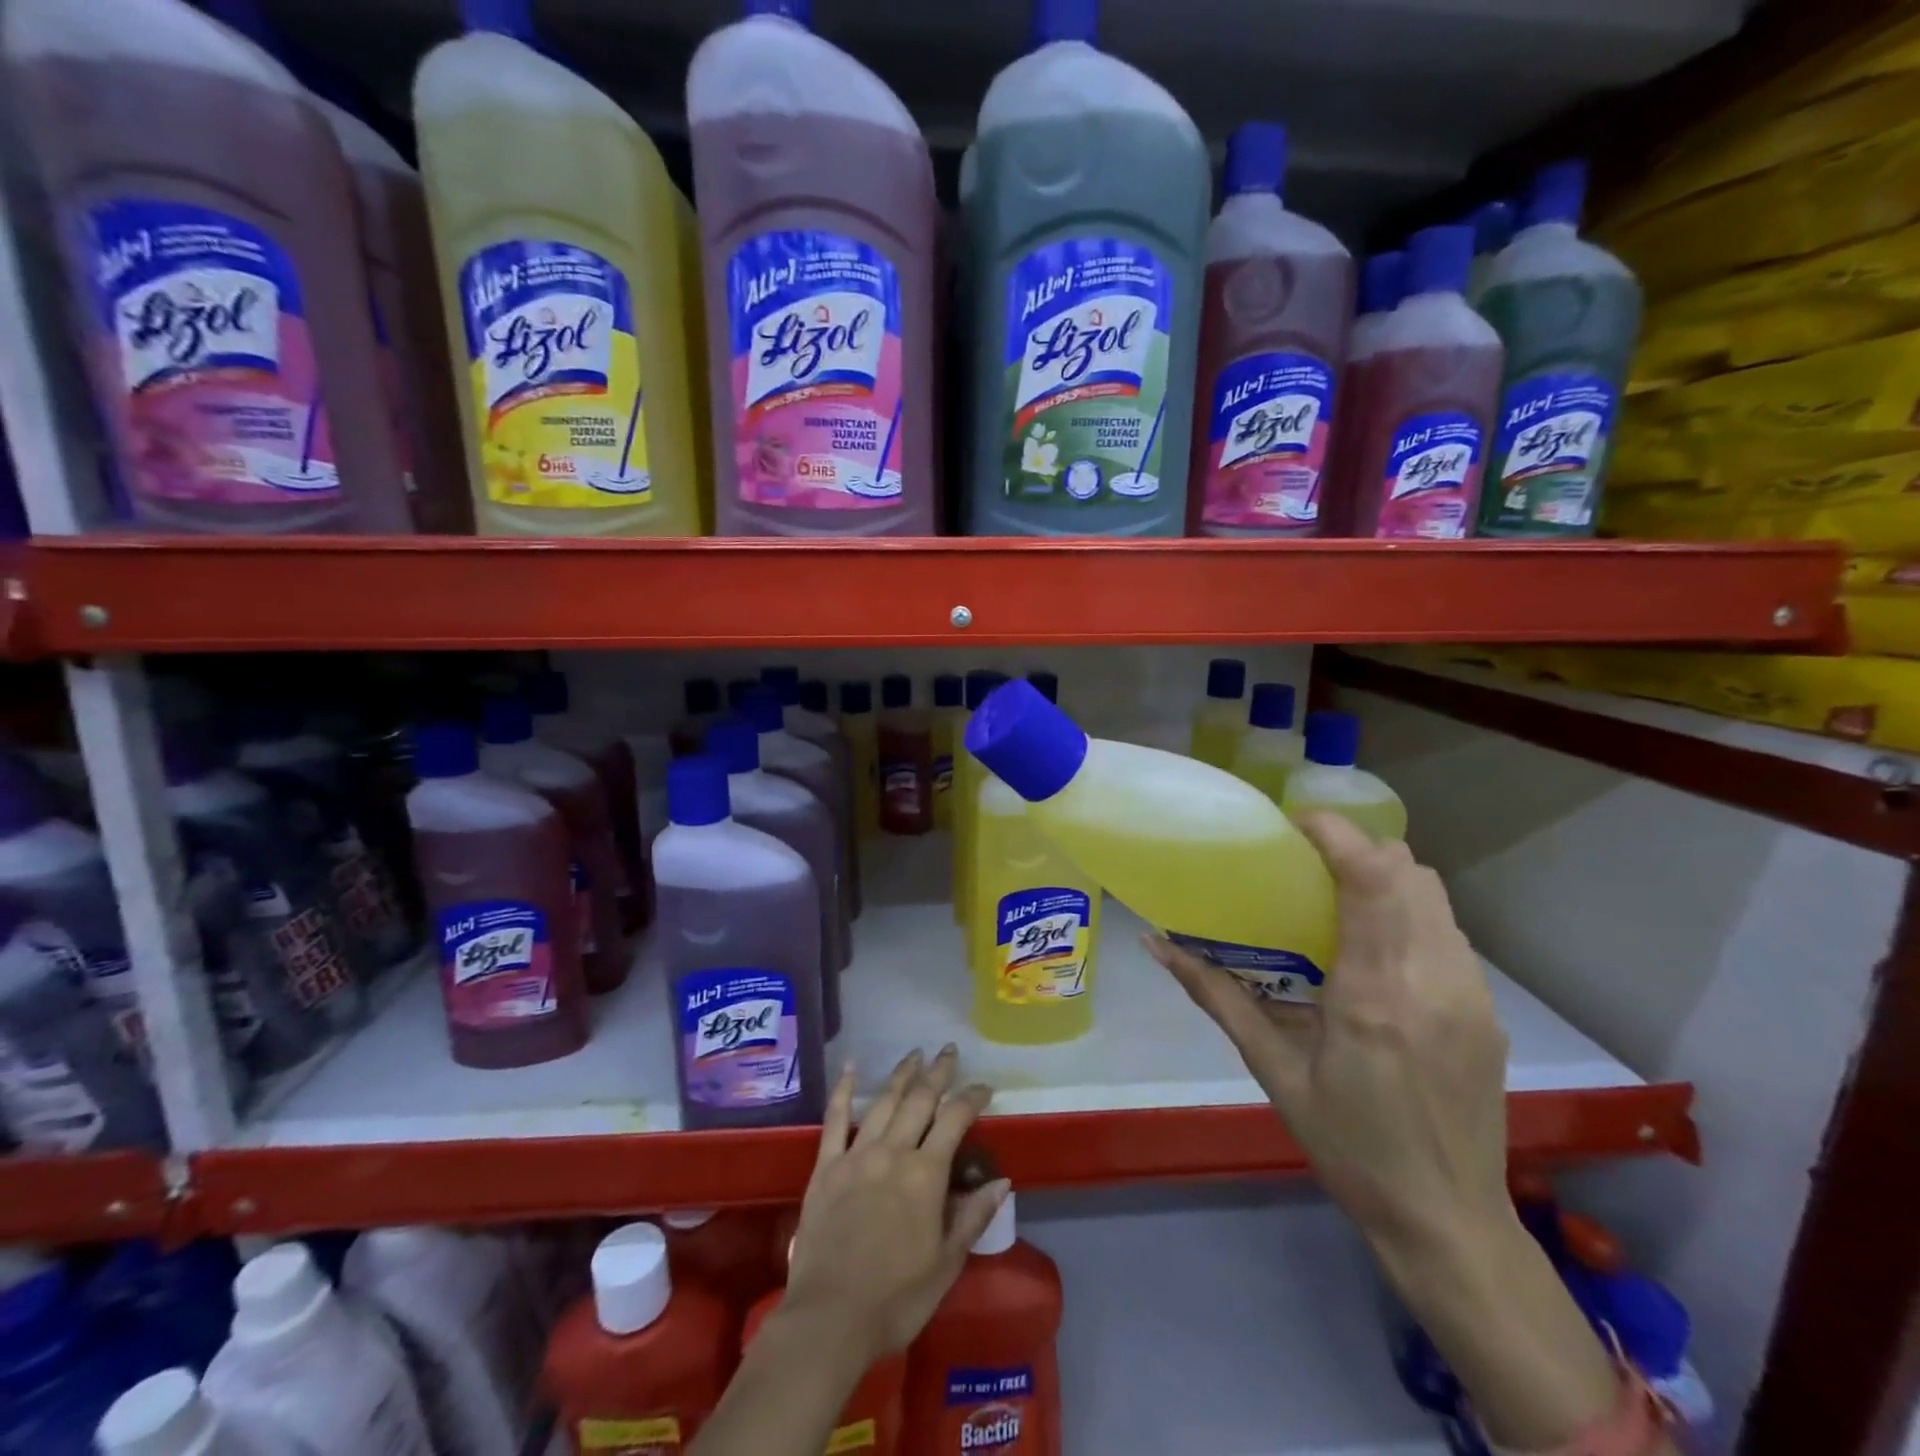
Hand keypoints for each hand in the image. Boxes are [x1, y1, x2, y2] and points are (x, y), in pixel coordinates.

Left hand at [784, 1047, 1008, 1364]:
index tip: (984, 1086)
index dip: (972, 1098)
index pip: (955, 1120)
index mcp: (926, 1174)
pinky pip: (834, 1119)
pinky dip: (842, 1089)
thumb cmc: (896, 1299)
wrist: (829, 1319)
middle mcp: (893, 1152)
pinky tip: (849, 1066)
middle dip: (938, 1073)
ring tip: (914, 1054)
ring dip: (901, 1075)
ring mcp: (856, 1155)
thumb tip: (1002, 1180)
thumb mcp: (946, 1264)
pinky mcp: (826, 1166)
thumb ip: (973, 1216)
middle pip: (920, 1100)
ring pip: (883, 1101)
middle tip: (948, 1051)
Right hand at [1145, 811, 1510, 1253]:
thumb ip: (1216, 997)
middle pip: (1409, 871)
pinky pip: (1449, 932)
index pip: (1372, 878)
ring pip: (1435, 895)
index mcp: (1373, 995)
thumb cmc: (1348, 1147)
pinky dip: (1410, 912)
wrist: (1448, 1221)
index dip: (1336, 833)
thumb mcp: (1274, 1072)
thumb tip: (1157, 944)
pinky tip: (1378, 948)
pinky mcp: (1487, 1010)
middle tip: (1307, 863)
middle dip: (1357, 848)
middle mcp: (1431, 980)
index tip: (1293, 824)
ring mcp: (1470, 994)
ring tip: (1339, 897)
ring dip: (1387, 877)